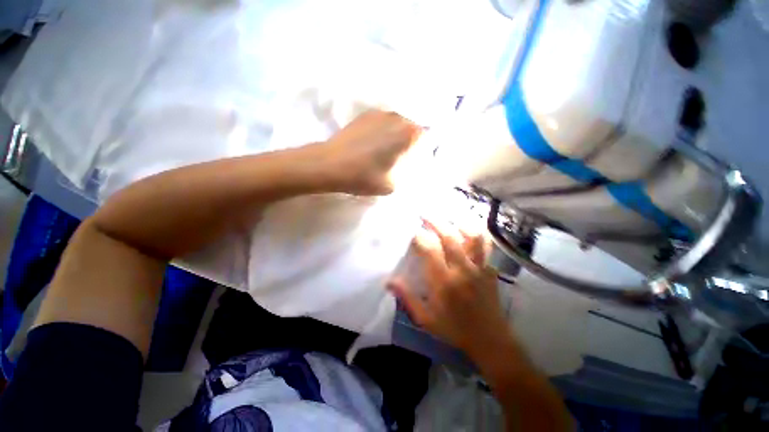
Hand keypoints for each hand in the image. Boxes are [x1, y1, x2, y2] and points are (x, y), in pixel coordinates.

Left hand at [321, 110, 421, 195]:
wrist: (330, 164)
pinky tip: (374, 144)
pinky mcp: (365, 114)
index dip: (423, 150)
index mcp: (408, 134)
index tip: (415, 161)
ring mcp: (380, 113)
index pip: (427, 138)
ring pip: (398, 124)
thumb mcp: (393, 184)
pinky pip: (383, 122)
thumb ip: (407, 174)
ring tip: (387, 151)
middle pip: (412, 129)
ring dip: (397, 136)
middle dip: (411, 142)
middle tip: (402, 158)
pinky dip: (384, 131)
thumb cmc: (363, 176)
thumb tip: (410, 166)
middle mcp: (398, 117)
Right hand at [388, 219, 511, 359]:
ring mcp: (478, 268)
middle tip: (425, 215)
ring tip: (449, 218)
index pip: (429, 250)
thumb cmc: (454, 329)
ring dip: (458, 223)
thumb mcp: (425, 318)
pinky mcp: (490, 270)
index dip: (419, 237)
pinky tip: (468, 230)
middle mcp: (461, 270)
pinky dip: (476, 235)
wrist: (489, 340)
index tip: (413, 231)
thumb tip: (389, 281)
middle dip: (436, 222)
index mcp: (443, 281)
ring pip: (472, 237)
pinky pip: (485, 246)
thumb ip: (407, 298)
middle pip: (449, 237)